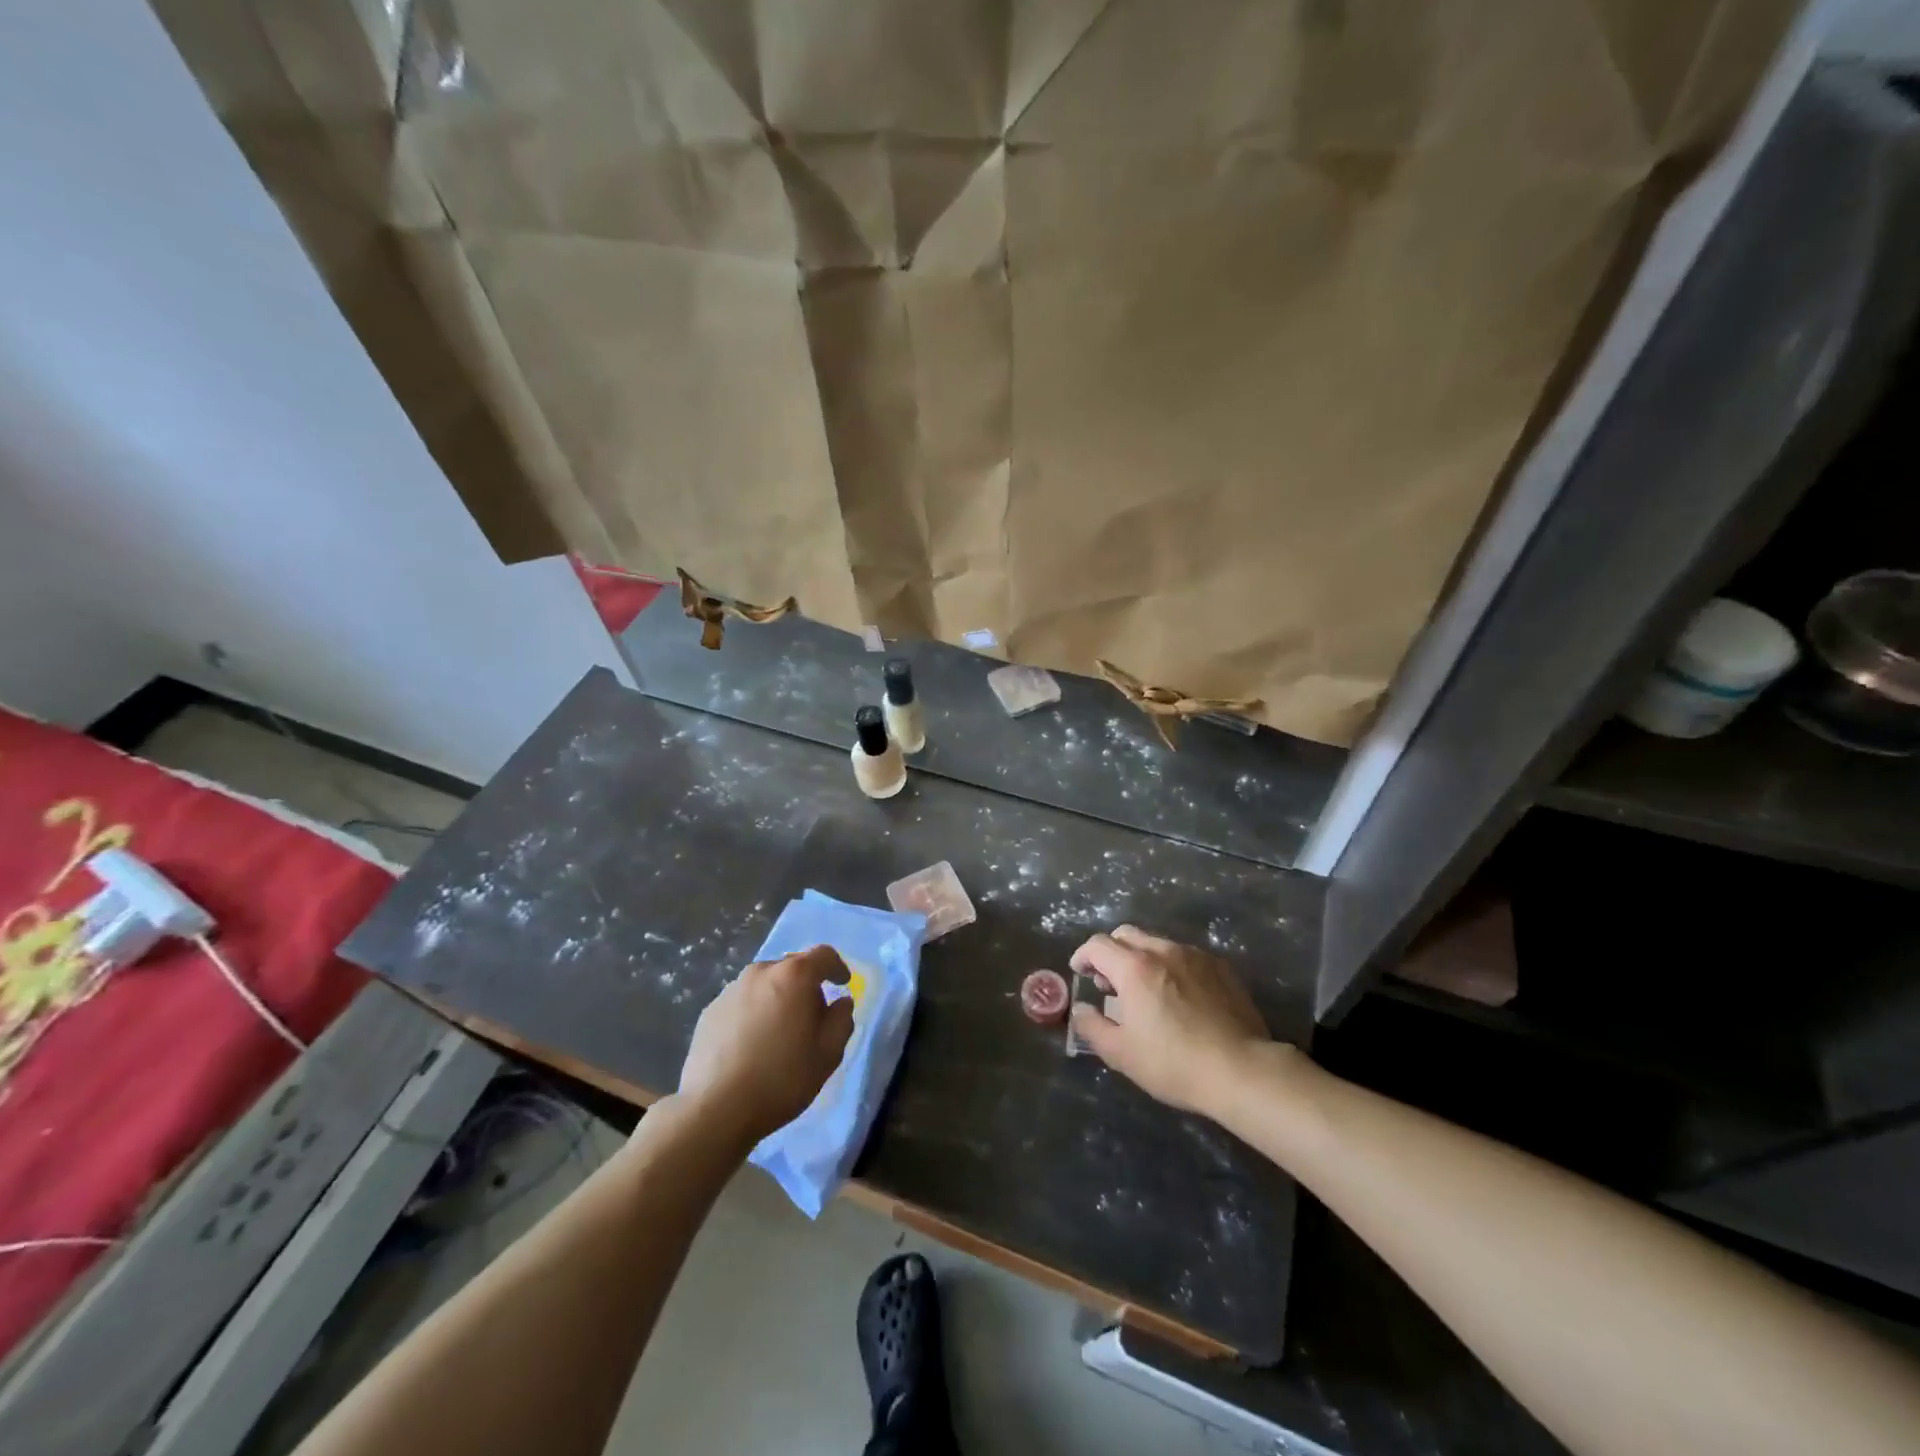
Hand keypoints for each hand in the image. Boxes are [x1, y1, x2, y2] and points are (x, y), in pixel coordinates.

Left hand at [678, 946, 854, 1145]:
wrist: (716, 1108)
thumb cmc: (782, 1078)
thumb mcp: (828, 1054)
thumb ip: (841, 1020)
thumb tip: (840, 1002)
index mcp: (794, 976)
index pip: (823, 955)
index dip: (836, 967)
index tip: (842, 984)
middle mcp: (761, 972)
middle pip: (791, 968)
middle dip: (806, 985)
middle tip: (812, 1017)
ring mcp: (731, 990)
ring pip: (764, 985)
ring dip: (777, 999)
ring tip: (779, 1033)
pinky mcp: (710, 1011)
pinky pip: (742, 1002)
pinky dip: (753, 1013)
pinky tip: (752, 1044)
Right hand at [1069, 925, 1271, 1117]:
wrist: (1242, 1070)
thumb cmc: (1174, 1063)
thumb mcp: (1122, 1054)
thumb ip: (1092, 1027)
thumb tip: (1080, 1010)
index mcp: (1134, 968)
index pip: (1098, 945)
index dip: (1083, 956)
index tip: (1080, 973)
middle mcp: (1163, 951)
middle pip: (1127, 935)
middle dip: (1111, 952)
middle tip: (1109, 982)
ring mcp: (1195, 956)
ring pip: (1157, 943)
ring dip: (1141, 958)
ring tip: (1145, 991)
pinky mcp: (1220, 968)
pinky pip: (1185, 956)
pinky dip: (1170, 966)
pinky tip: (1178, 996)